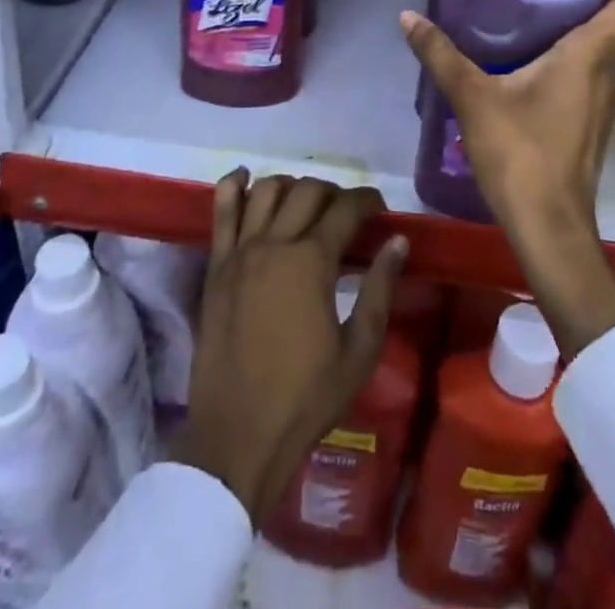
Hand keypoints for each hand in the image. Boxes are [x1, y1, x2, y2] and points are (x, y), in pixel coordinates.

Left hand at [174, 170, 407, 521]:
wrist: (237, 437)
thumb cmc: (305, 398)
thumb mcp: (359, 351)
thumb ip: (379, 289)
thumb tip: (398, 241)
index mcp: (311, 262)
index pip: (346, 209)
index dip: (367, 201)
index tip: (380, 209)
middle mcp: (274, 243)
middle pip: (307, 191)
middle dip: (334, 192)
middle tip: (347, 214)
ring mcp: (240, 252)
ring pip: (266, 190)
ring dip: (291, 186)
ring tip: (305, 204)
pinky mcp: (216, 266)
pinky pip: (221, 211)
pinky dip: (234, 186)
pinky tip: (245, 178)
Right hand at [400, 0, 614, 356]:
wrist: (548, 227)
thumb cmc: (519, 151)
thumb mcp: (472, 97)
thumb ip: (440, 54)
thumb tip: (408, 15)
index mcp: (590, 57)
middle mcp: (609, 77)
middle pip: (614, 29)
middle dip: (583, 6)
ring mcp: (605, 106)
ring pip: (603, 57)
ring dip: (578, 38)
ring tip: (532, 25)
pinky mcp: (594, 129)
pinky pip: (592, 81)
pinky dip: (572, 67)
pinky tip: (532, 72)